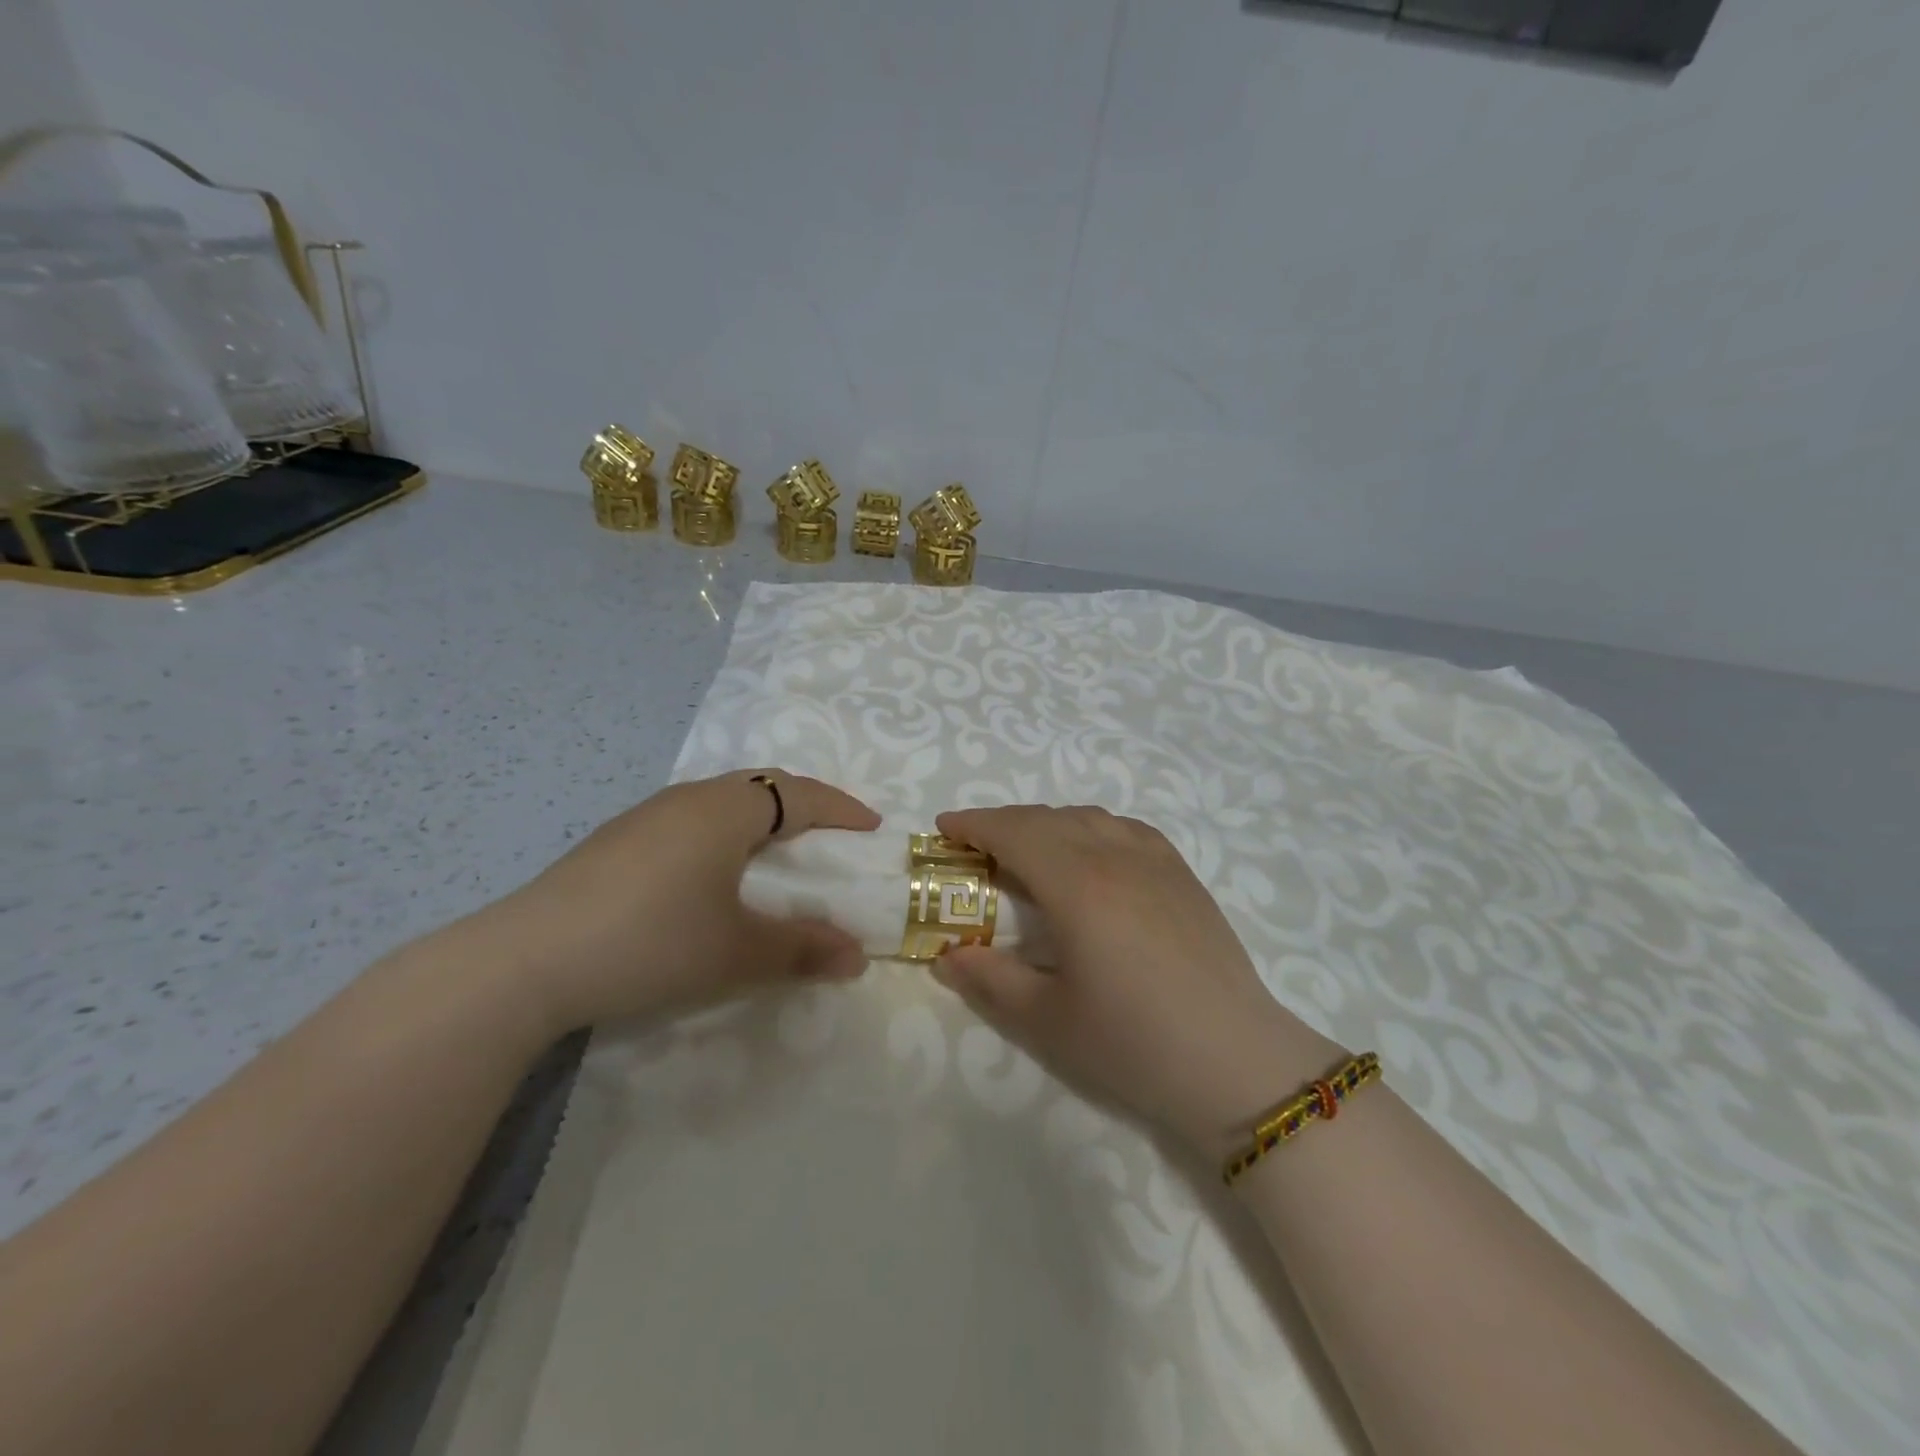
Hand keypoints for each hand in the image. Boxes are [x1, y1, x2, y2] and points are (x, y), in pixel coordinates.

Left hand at [477, 770, 880, 1034]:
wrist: (525, 962)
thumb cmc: (652, 942)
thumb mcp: (738, 952)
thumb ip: (803, 950)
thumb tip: (857, 956)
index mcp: (726, 810)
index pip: (798, 793)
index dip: (840, 808)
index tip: (870, 827)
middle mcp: (688, 799)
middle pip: (760, 787)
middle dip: (802, 806)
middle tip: (827, 836)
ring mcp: (645, 817)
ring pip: (720, 802)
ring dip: (758, 820)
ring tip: (775, 854)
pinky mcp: (616, 842)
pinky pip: (689, 822)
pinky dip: (721, 835)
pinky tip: (710, 875)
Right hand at [931, 805, 1344, 1158]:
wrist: (1235, 1062)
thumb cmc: (1132, 1043)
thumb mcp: (1046, 1020)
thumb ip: (989, 980)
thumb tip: (946, 955)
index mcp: (1077, 885)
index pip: (1015, 832)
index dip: (975, 823)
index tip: (944, 827)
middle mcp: (1115, 856)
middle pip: (1048, 818)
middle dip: (1004, 822)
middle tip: (974, 845)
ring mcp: (1155, 861)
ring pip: (1088, 817)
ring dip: (1047, 823)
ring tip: (1027, 850)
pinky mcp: (1183, 875)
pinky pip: (1125, 828)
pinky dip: (1091, 828)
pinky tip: (1091, 854)